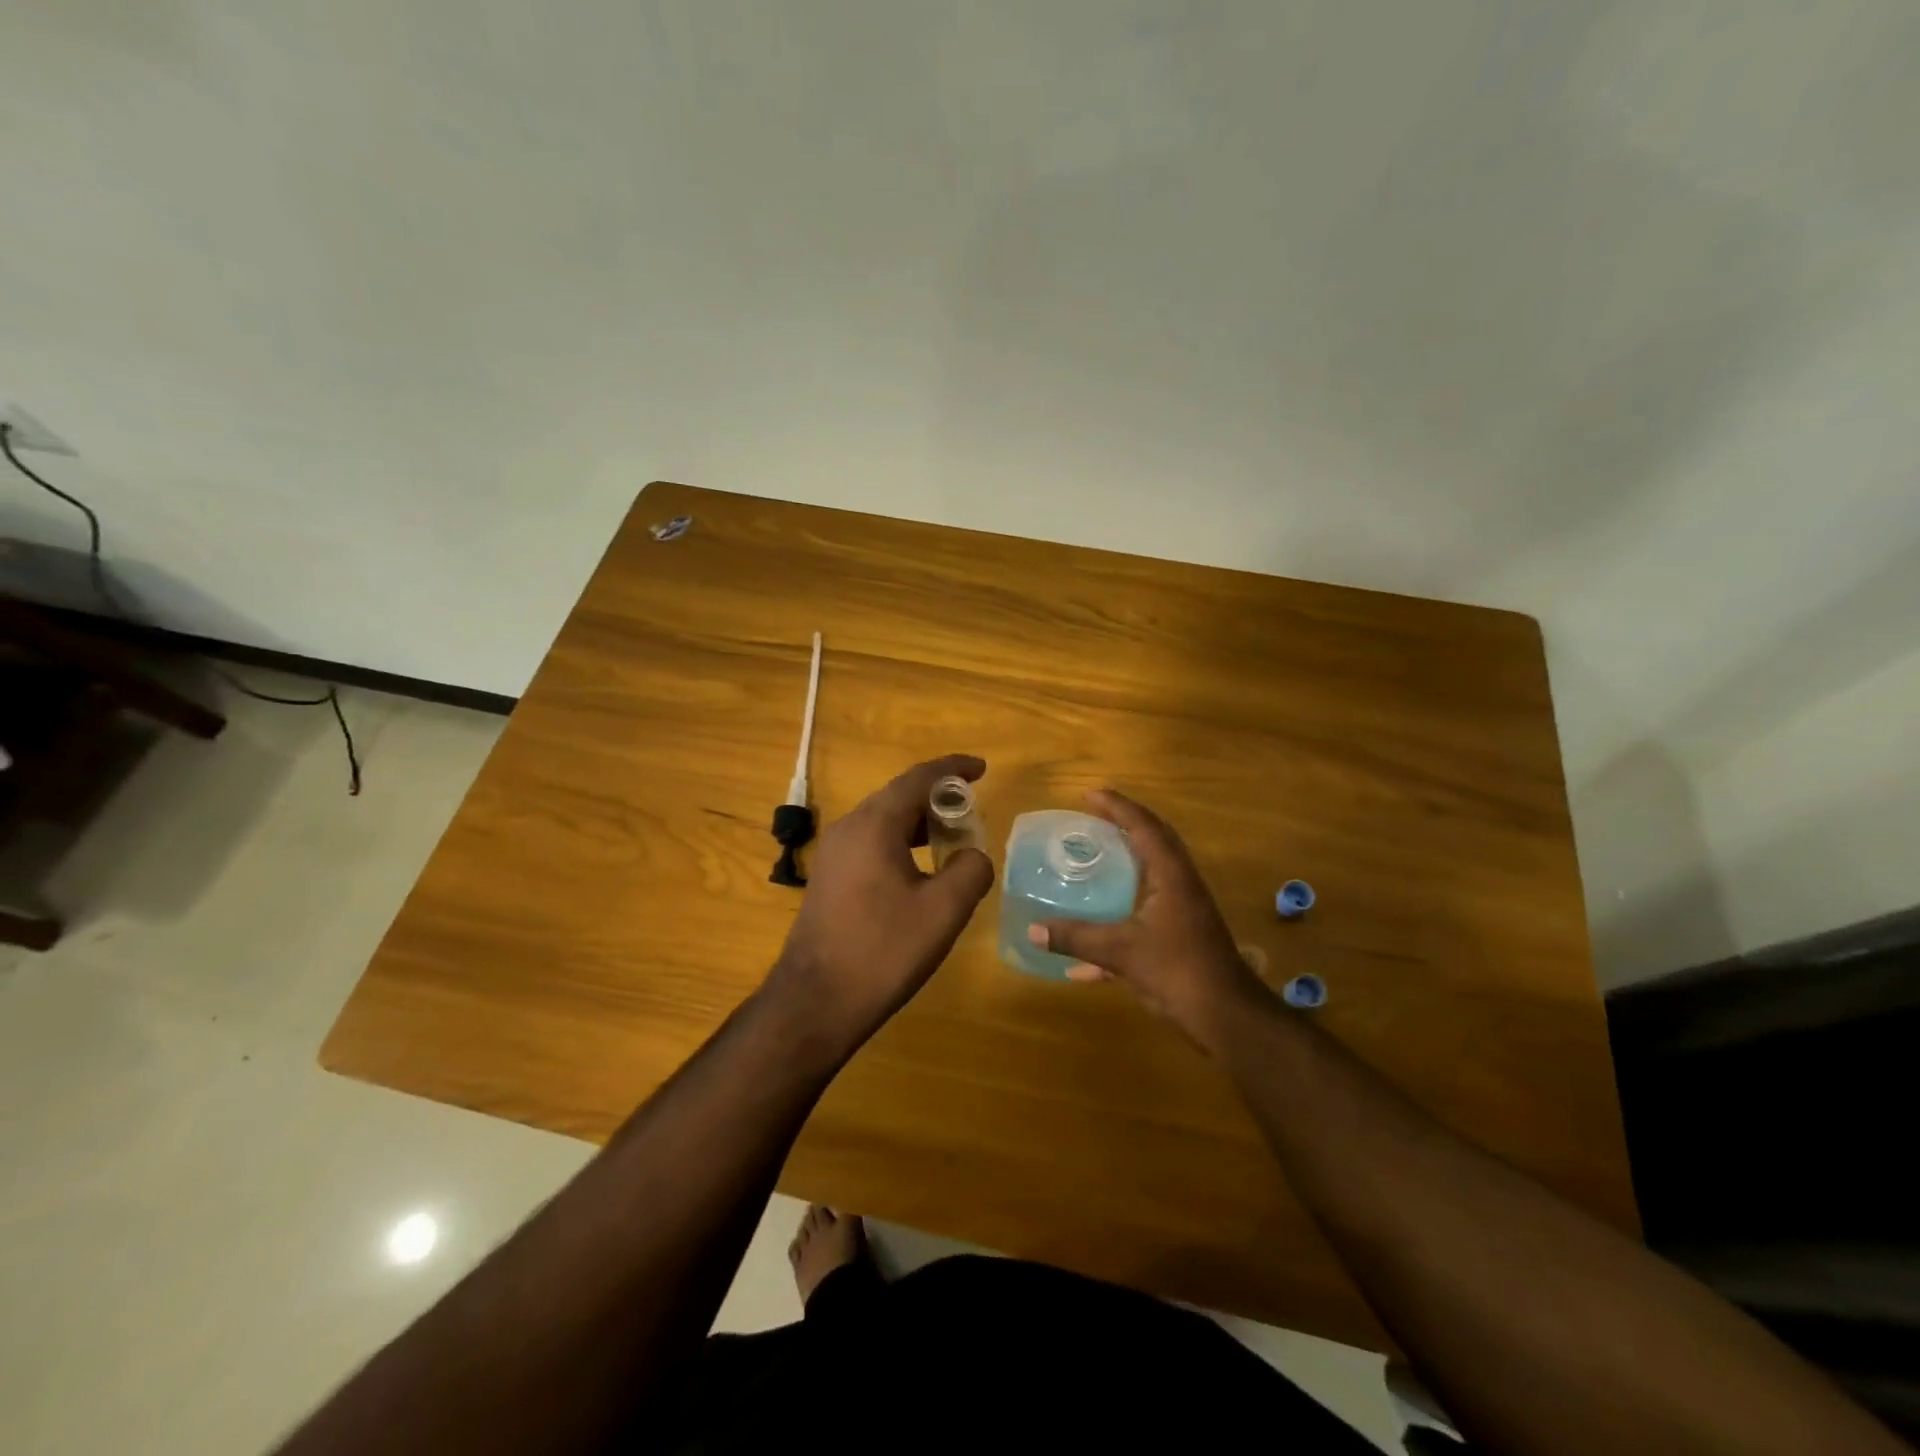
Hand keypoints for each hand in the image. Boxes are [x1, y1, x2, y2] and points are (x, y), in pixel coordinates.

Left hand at [764, 755, 994, 1047]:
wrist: (816, 1001)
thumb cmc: (883, 951)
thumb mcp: (943, 912)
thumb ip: (971, 871)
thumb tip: (973, 856)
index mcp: (874, 825)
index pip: (919, 778)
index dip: (953, 769)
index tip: (982, 769)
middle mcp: (848, 827)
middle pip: (898, 795)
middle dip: (938, 796)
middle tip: (972, 809)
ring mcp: (833, 852)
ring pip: (883, 819)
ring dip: (919, 821)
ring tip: (952, 836)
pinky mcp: (828, 876)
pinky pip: (870, 841)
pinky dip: (900, 841)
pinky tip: (919, 868)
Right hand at [1029, 789, 1262, 1047]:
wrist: (1226, 1017)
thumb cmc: (1178, 971)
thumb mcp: (1121, 952)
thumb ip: (1076, 938)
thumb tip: (1033, 930)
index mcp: (1171, 875)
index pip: (1143, 826)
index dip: (1116, 806)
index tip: (1088, 794)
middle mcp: (1180, 884)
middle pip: (1153, 841)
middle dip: (1123, 826)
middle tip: (1091, 818)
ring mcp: (1184, 910)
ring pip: (1152, 874)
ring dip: (1125, 862)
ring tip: (1094, 858)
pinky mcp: (1181, 936)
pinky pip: (1146, 911)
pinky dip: (1121, 915)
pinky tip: (1089, 957)